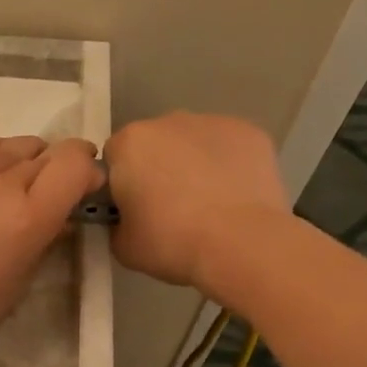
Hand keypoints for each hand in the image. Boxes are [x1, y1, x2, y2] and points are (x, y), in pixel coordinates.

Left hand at [0, 135, 102, 359]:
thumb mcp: (22, 277)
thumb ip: (48, 233)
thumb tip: (62, 210)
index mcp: (27, 215)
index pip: (73, 160)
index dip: (84, 166)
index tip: (83, 181)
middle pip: (42, 150)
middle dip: (51, 168)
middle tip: (39, 194)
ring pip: (5, 145)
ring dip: (15, 162)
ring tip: (3, 188)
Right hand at [104, 112, 290, 292]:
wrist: (241, 245)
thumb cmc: (172, 243)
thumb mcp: (123, 245)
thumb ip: (117, 223)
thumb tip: (128, 219)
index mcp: (130, 143)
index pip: (115, 157)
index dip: (122, 184)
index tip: (135, 209)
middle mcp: (168, 121)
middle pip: (155, 144)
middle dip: (159, 168)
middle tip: (172, 209)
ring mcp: (213, 122)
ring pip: (194, 142)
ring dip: (194, 164)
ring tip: (209, 205)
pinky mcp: (250, 133)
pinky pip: (229, 148)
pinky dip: (229, 166)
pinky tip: (236, 196)